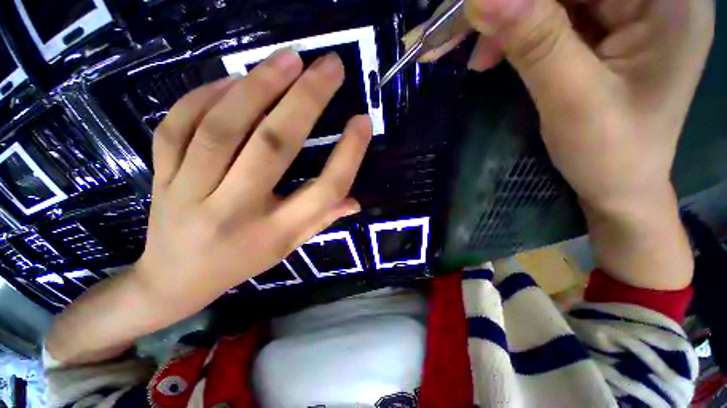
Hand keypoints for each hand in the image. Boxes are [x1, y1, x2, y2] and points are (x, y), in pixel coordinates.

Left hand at [136, 49, 371, 310]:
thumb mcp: (289, 247)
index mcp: (276, 233)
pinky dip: (206, 95)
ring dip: (259, 86)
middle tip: (329, 66)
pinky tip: (233, 80)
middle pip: (273, 148)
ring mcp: (190, 192)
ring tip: (289, 59)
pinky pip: (178, 126)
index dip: (348, 155)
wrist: (174, 279)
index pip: (323, 191)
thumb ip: (323, 219)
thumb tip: (355, 200)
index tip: (363, 121)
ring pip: (222, 128)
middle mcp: (236, 211)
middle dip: (305, 101)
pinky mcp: (160, 177)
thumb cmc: (242, 262)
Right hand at [410, 0, 713, 289]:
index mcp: (668, 1)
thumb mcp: (572, 100)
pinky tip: (494, 53)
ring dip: (507, 17)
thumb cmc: (609, 154)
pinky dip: (517, 28)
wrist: (619, 183)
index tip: (473, 10)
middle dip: (509, 3)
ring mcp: (631, 6)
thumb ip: (536, 43)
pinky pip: (554, 10)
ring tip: (477, 55)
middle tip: (459, 32)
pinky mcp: (607, 23)